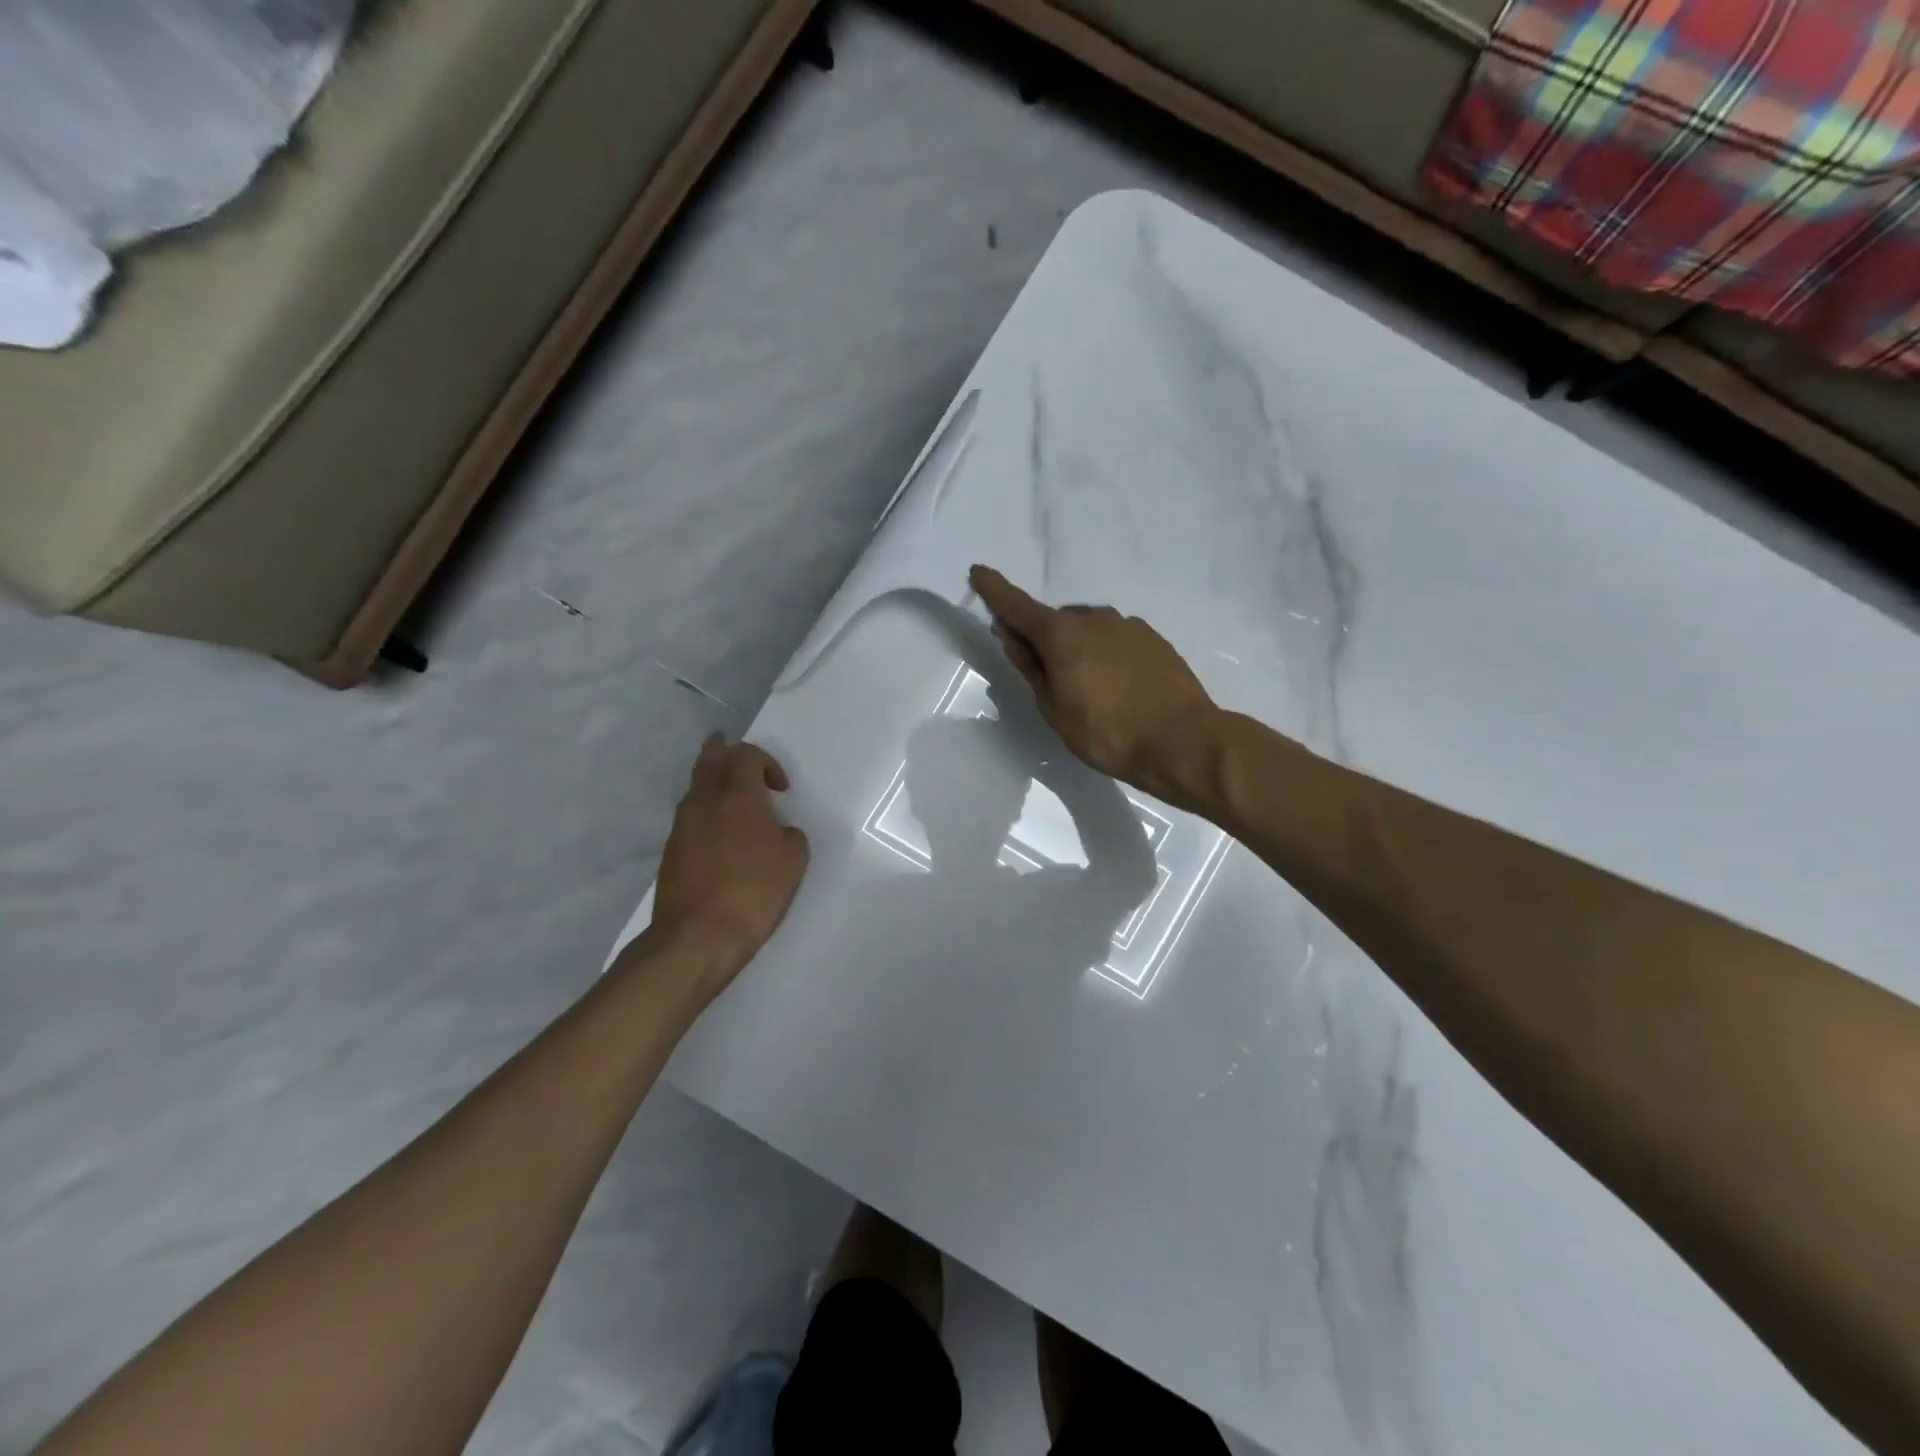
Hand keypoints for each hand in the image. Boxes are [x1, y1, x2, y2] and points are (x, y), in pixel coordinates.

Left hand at [644, 736, 809, 1002]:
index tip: (781, 789)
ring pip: (695, 788)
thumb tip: (777, 831)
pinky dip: (703, 813)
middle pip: (709, 759)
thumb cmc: (753, 892)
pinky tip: (717, 834)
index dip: (766, 762)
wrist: (697, 937)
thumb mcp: (793, 861)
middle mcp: (704, 802)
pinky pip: (689, 817)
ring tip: (728, 796)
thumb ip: (789, 835)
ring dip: (711, 783)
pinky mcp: (670, 852)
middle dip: (723, 751)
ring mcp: (682, 826)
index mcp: (738, 796)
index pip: (746, 755)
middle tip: (730, 748)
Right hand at [971, 565, 1221, 812]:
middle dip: (1044, 639)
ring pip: (1088, 629)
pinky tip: (1116, 686)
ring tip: (1087, 689)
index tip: (978, 571)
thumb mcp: (1055, 709)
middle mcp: (1094, 618)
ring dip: (1078, 647)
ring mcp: (1128, 626)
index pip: (1017, 606)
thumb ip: (1030, 668)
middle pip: (1056, 621)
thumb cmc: (1107, 733)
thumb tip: (1010, 635)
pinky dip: (1105, 653)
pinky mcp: (1153, 639)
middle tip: (1045, 676)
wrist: (1182, 741)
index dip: (994, 590)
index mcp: (1062, 634)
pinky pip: (1115, 639)